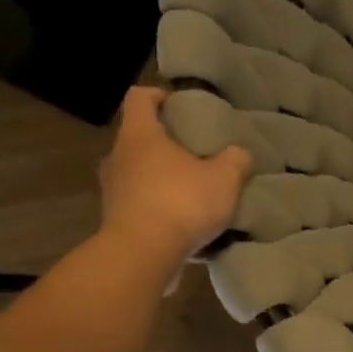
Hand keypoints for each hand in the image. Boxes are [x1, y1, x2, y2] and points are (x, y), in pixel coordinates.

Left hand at [97, 86, 249, 271]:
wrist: (142, 256)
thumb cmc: (181, 203)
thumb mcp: (224, 178)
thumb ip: (235, 160)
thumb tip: (239, 153)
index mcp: (140, 136)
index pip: (140, 98)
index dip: (159, 95)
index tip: (180, 103)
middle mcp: (118, 158)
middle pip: (138, 138)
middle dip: (165, 141)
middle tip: (194, 150)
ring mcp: (113, 191)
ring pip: (138, 173)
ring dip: (161, 177)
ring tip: (192, 188)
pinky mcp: (116, 221)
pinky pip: (140, 205)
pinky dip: (159, 207)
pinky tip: (184, 222)